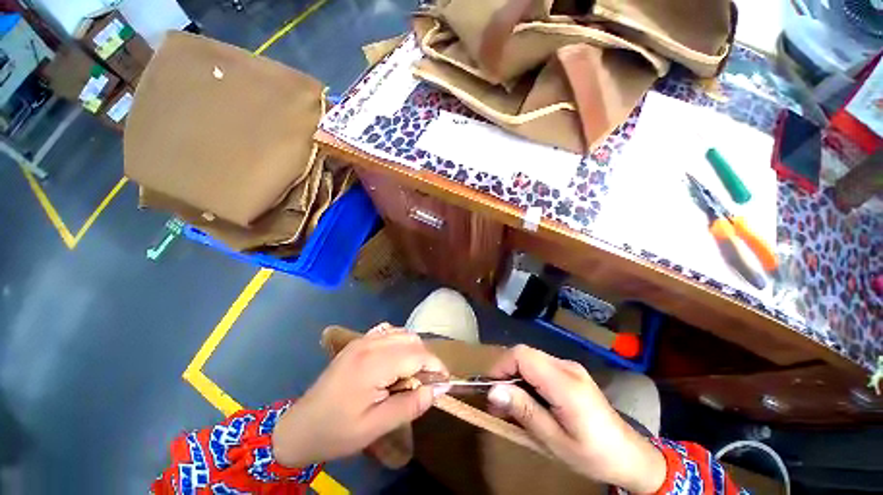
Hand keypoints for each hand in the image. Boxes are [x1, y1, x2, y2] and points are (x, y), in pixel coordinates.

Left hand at [272, 323, 448, 467]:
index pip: (417, 354)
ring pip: (402, 333)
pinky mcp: (358, 342)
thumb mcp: (376, 426)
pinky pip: (388, 333)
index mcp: (374, 363)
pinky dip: (400, 343)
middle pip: (411, 339)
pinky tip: (395, 362)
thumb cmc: (338, 431)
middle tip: (424, 384)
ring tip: (410, 376)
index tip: (445, 382)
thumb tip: (438, 389)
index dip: (435, 366)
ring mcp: (362, 340)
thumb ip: (411, 405)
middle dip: (425, 359)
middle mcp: (370, 344)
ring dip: (413, 350)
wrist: (300, 428)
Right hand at [487, 345, 665, 493]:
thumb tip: (494, 390)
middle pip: (524, 354)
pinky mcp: (570, 372)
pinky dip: (527, 378)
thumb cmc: (593, 455)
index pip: (522, 355)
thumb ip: (524, 411)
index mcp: (565, 383)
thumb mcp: (555, 441)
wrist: (630, 455)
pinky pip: (540, 366)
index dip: (500, 365)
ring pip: (530, 358)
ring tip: (510, 403)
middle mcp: (567, 367)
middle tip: (497, 400)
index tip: (490, 389)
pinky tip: (528, 399)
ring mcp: (570, 367)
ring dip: (515, 376)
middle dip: (505, 372)